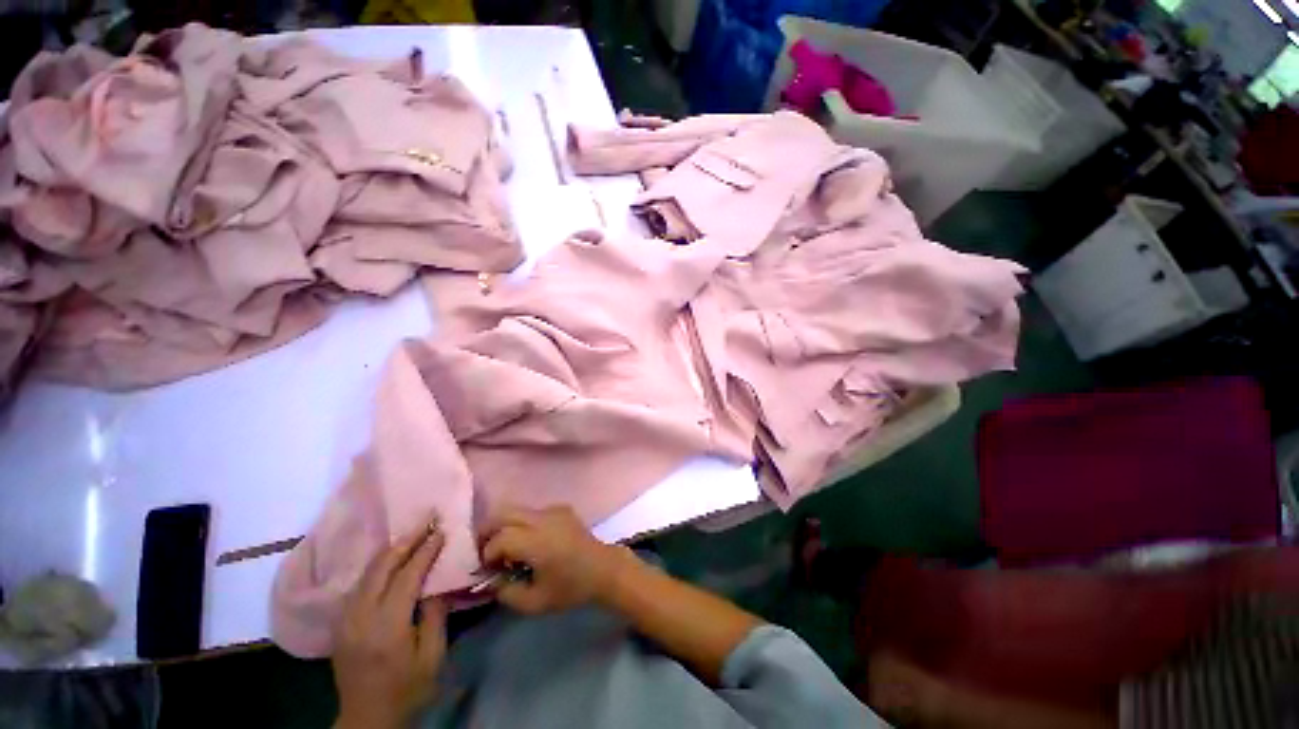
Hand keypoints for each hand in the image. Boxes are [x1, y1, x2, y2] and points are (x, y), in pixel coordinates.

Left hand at [333, 517, 446, 728]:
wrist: (366, 718)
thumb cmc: (407, 688)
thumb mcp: (432, 657)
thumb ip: (435, 616)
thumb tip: (438, 583)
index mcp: (387, 626)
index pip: (407, 577)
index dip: (425, 551)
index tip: (441, 529)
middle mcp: (360, 617)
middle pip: (381, 567)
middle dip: (406, 540)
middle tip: (427, 518)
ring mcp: (345, 619)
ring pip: (366, 572)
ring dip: (390, 549)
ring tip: (412, 532)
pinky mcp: (340, 623)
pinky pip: (358, 583)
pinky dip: (377, 564)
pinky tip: (389, 557)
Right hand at [480, 506, 626, 613]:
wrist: (603, 569)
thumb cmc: (571, 588)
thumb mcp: (535, 602)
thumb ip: (507, 593)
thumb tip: (492, 580)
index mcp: (536, 541)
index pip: (500, 538)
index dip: (487, 553)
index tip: (487, 569)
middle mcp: (542, 519)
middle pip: (504, 513)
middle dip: (489, 531)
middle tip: (486, 552)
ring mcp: (553, 510)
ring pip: (518, 509)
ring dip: (506, 525)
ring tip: (507, 548)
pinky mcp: (561, 508)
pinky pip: (533, 511)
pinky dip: (522, 522)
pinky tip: (529, 542)